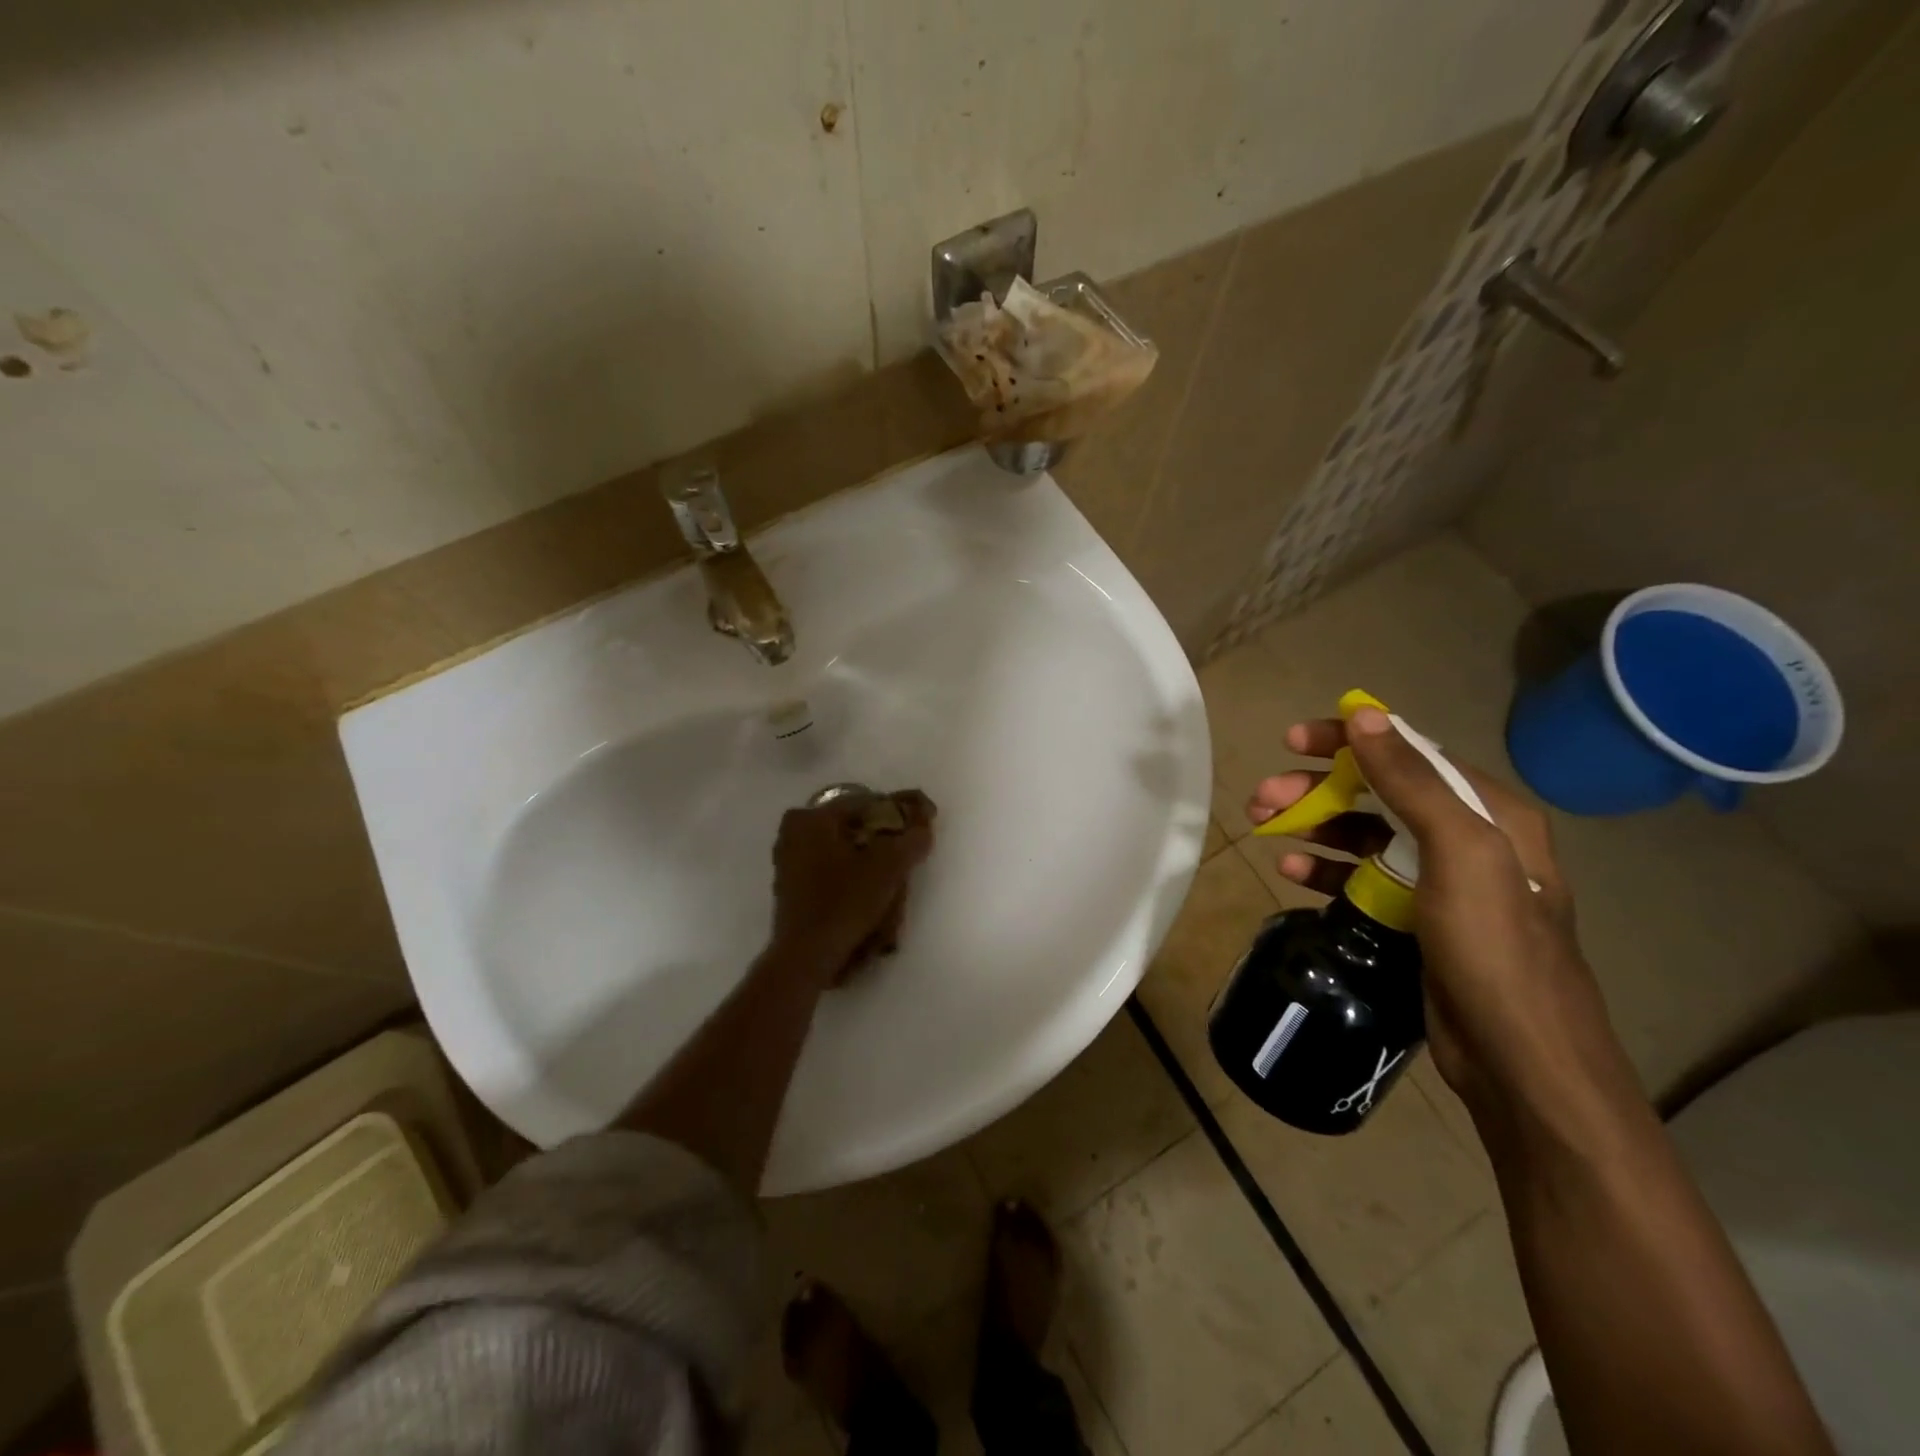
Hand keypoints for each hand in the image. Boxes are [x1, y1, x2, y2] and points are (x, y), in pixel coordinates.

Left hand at [771, 789, 936, 986]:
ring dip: (867, 854)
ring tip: (893, 873)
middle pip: (852, 824)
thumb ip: (912, 838)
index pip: (866, 802)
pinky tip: (869, 889)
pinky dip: (850, 872)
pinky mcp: (790, 887)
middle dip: (882, 835)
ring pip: (840, 847)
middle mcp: (794, 831)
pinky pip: (828, 867)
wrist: (806, 956)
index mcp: (812, 817)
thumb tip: (925, 818)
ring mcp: (788, 860)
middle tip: (907, 850)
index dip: (898, 812)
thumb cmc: (844, 902)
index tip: (921, 826)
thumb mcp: (888, 867)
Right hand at [1246, 708, 1640, 1140]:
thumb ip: (1412, 781)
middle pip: (1378, 793)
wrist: (1521, 1061)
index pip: (1410, 753)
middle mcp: (1467, 839)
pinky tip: (1292, 871)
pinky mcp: (1416, 919)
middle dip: (1317, 789)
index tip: (1293, 741)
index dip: (1349, 740)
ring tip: (1264, 829)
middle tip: (1262, 797)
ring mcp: (1440, 882)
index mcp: (1489, 813)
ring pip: (1364, 836)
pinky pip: (1361, 878)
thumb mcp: (1460, 854)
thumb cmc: (1495, 948)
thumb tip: (1365, 715)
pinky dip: (1325, 869)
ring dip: (1313, 826)